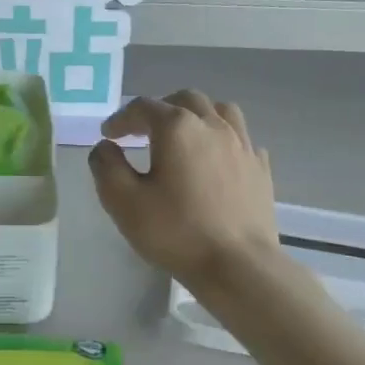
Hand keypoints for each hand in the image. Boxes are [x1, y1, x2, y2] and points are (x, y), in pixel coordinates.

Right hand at [89, 90, 278, 286]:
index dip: (121, 118)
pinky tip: (215, 160)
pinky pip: (241, 138)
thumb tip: (105, 147)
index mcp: (177, 127)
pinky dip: (223, 140)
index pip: (143, 107)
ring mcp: (242, 145)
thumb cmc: (176, 231)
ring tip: (183, 136)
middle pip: (184, 100)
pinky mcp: (260, 168)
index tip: (108, 136)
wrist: (238, 265)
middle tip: (142, 132)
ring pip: (219, 111)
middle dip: (159, 110)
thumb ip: (107, 167)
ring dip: (196, 116)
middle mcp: (213, 125)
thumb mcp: (124, 202)